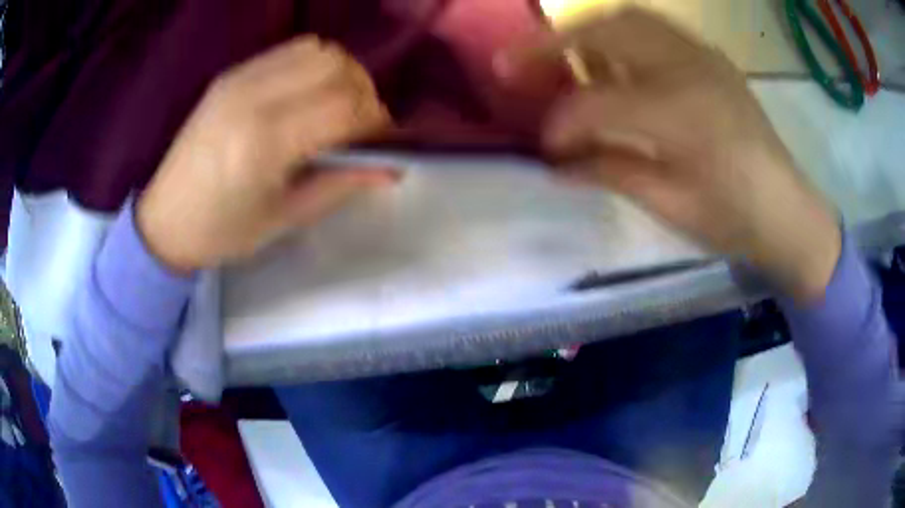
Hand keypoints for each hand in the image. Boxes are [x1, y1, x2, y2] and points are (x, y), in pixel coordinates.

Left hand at [138, 36, 398, 272]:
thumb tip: (393, 167)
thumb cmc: (223, 232)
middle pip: (337, 67)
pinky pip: (291, 50)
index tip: (381, 144)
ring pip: (319, 50)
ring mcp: (239, 78)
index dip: (377, 123)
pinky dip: (314, 66)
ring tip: (335, 107)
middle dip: (364, 94)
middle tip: (360, 127)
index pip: (345, 107)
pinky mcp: (232, 73)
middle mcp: (253, 97)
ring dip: (341, 75)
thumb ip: (342, 184)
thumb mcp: (286, 218)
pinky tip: (307, 95)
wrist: (165, 220)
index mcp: (264, 142)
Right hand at [497, 9, 840, 300]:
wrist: (788, 211)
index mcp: (683, 116)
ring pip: (628, 18)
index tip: (545, 145)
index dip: (561, 122)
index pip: (598, 103)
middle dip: (551, 43)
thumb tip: (557, 162)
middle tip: (513, 63)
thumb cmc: (734, 219)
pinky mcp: (711, 57)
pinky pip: (655, 28)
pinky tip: (609, 58)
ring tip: (557, 53)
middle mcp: (690, 69)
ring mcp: (703, 56)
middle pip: (606, 30)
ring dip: (584, 30)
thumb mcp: (671, 205)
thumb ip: (610, 170)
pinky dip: (619, 34)